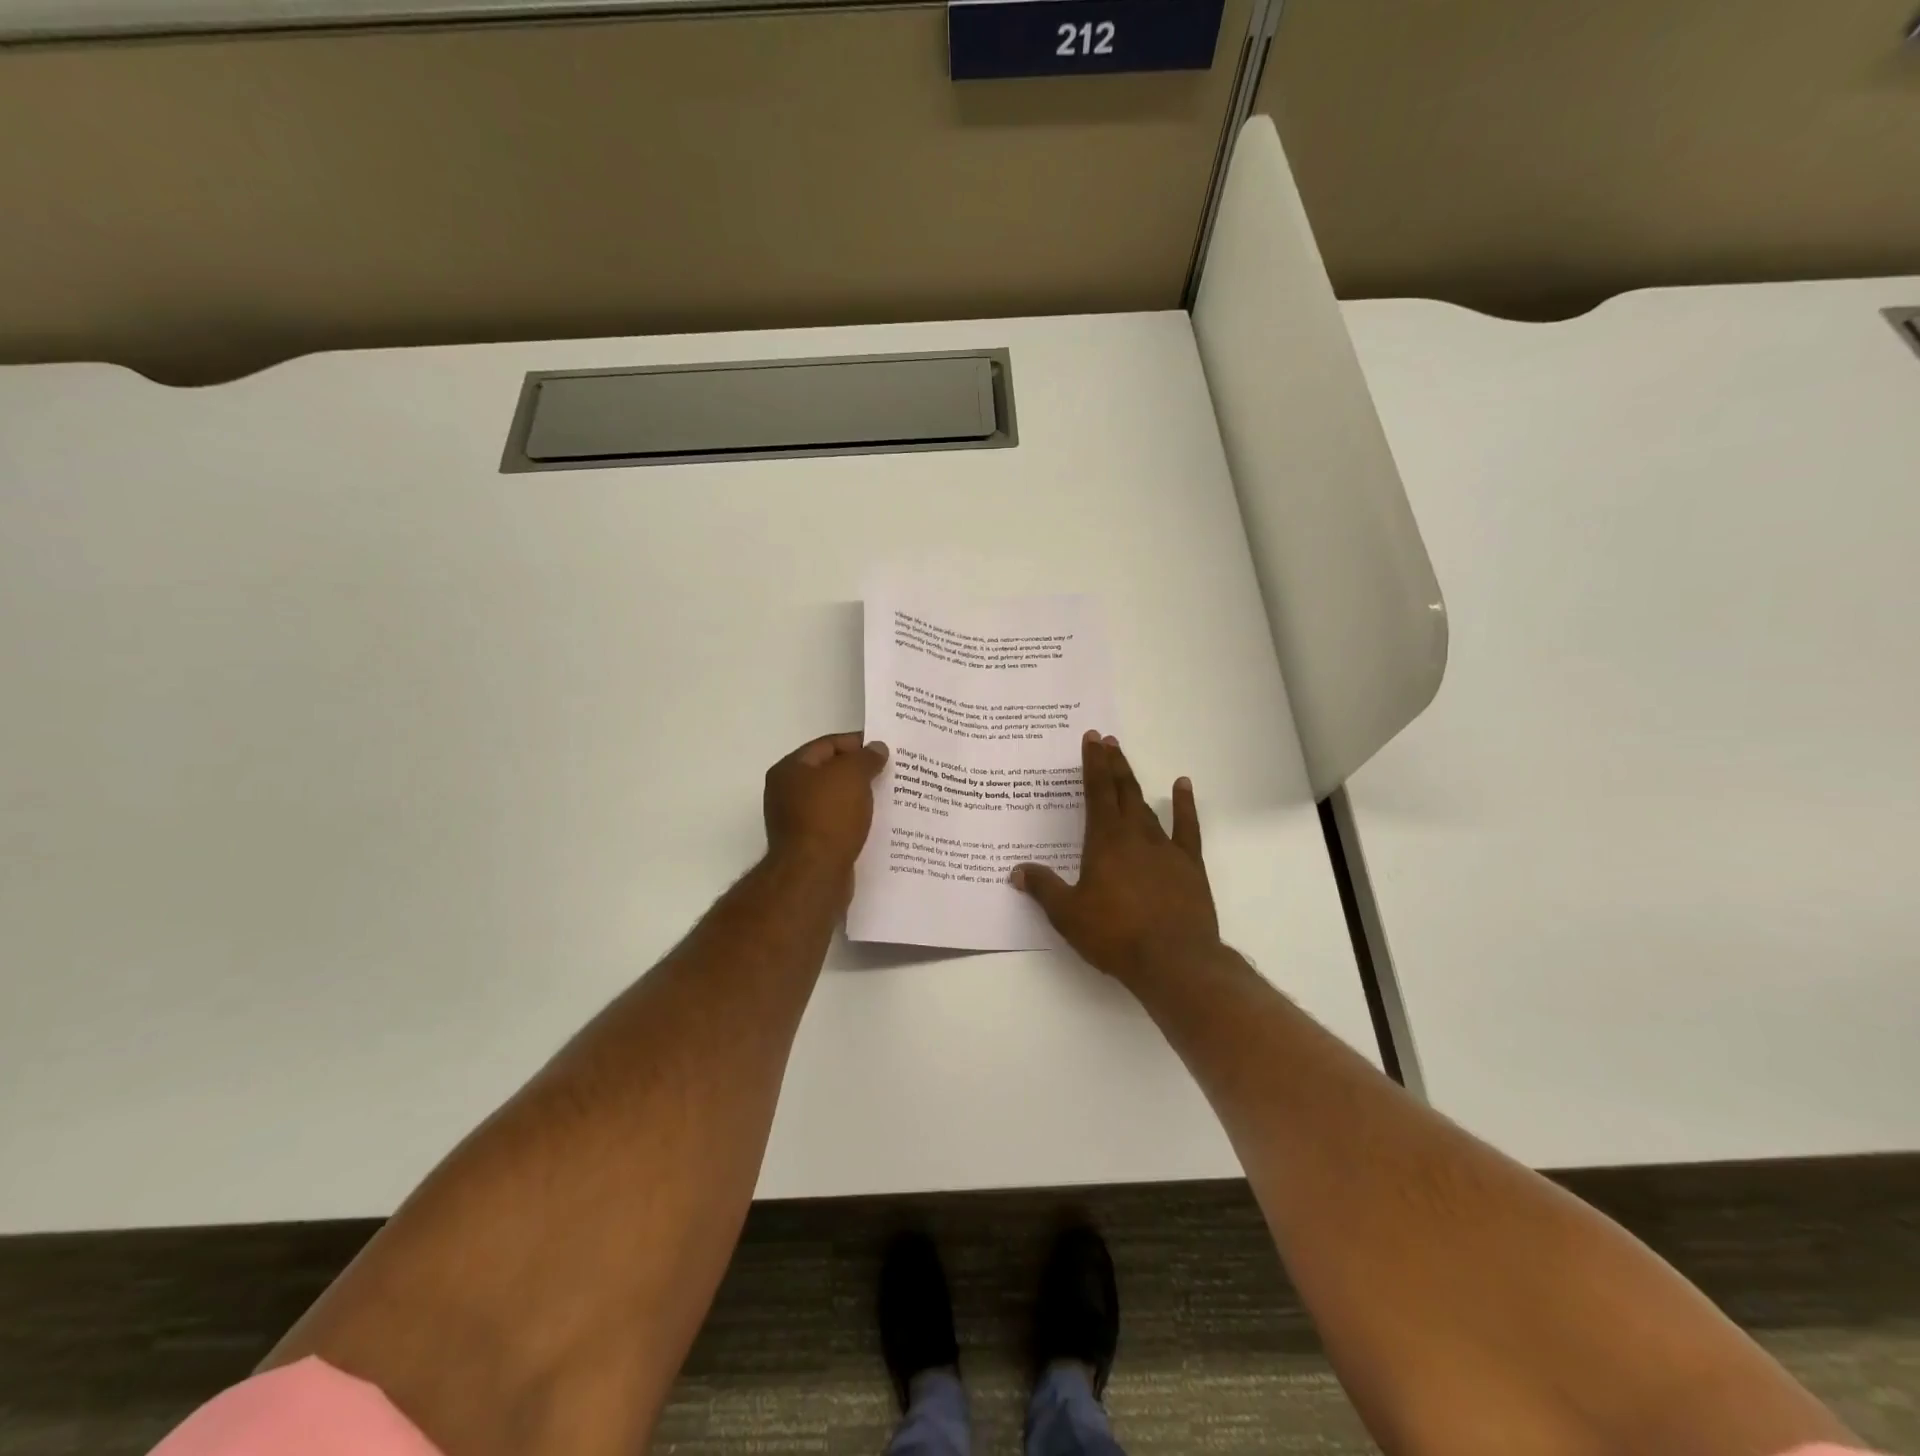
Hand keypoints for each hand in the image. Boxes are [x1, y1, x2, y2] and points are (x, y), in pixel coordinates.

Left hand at [763, 732, 889, 879]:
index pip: (827, 745)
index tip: (885, 749)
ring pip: (835, 800)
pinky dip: (855, 821)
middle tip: (890, 771)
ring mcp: (796, 821)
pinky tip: (876, 823)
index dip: (857, 743)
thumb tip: (876, 748)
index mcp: (790, 770)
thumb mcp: (852, 776)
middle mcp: (787, 793)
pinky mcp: (810, 846)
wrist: (814, 875)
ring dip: (859, 798)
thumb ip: (866, 757)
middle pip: (829, 772)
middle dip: (860, 771)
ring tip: (889, 796)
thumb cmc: (829, 817)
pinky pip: (836, 824)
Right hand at [1012, 732, 1218, 985]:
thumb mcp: (1068, 914)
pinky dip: (1184, 804)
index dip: (1093, 764)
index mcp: (1105, 841)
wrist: (1174, 960)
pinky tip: (1182, 786)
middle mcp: (1135, 835)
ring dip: (1134, 782)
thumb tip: (1017, 871)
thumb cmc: (1115, 935)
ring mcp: (1165, 847)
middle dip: (1112, 764)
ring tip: (1125, 762)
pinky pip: (1187, 826)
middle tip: (1107, 740)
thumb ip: (1043, 888)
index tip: (1092, 738)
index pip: (1096, 792)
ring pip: (1147, 805)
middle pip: (1121, 791)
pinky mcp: (1189, 864)